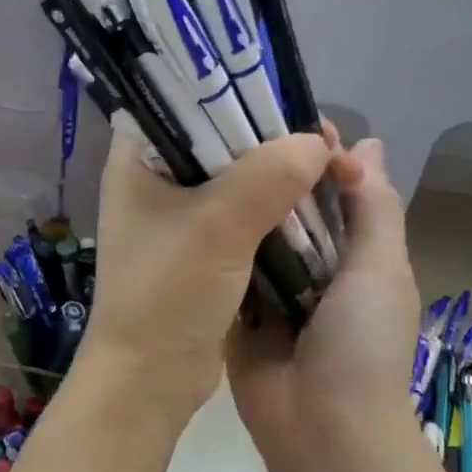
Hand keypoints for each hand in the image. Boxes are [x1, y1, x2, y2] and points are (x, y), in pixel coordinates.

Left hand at [81, 126, 333, 424]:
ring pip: (240, 178)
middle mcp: (156, 181)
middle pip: (222, 138)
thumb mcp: (218, 227)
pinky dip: (278, 210)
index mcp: (139, 160)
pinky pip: (246, 215)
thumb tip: (317, 145)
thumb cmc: (168, 294)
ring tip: (332, 169)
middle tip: (327, 143)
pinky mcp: (203, 250)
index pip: (187, 100)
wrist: (150, 379)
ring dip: (283, 176)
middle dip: (276, 139)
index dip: (241, 92)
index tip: (292, 102)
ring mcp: (180, 218)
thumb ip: (269, 176)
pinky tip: (315, 206)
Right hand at [227, 138, 422, 471]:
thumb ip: (374, 208)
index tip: (279, 113)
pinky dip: (212, 245)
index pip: (338, 189)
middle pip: (291, 209)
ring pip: (254, 235)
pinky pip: (225, 270)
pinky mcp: (237, 313)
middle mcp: (315, 267)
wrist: (319, 429)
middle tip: (222, 128)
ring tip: (194, 154)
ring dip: (236, 205)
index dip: (316, 153)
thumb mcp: (382, 268)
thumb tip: (363, 144)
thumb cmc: (362, 343)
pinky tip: (182, 206)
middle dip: (267, 174)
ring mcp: (273, 291)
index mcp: (357, 254)